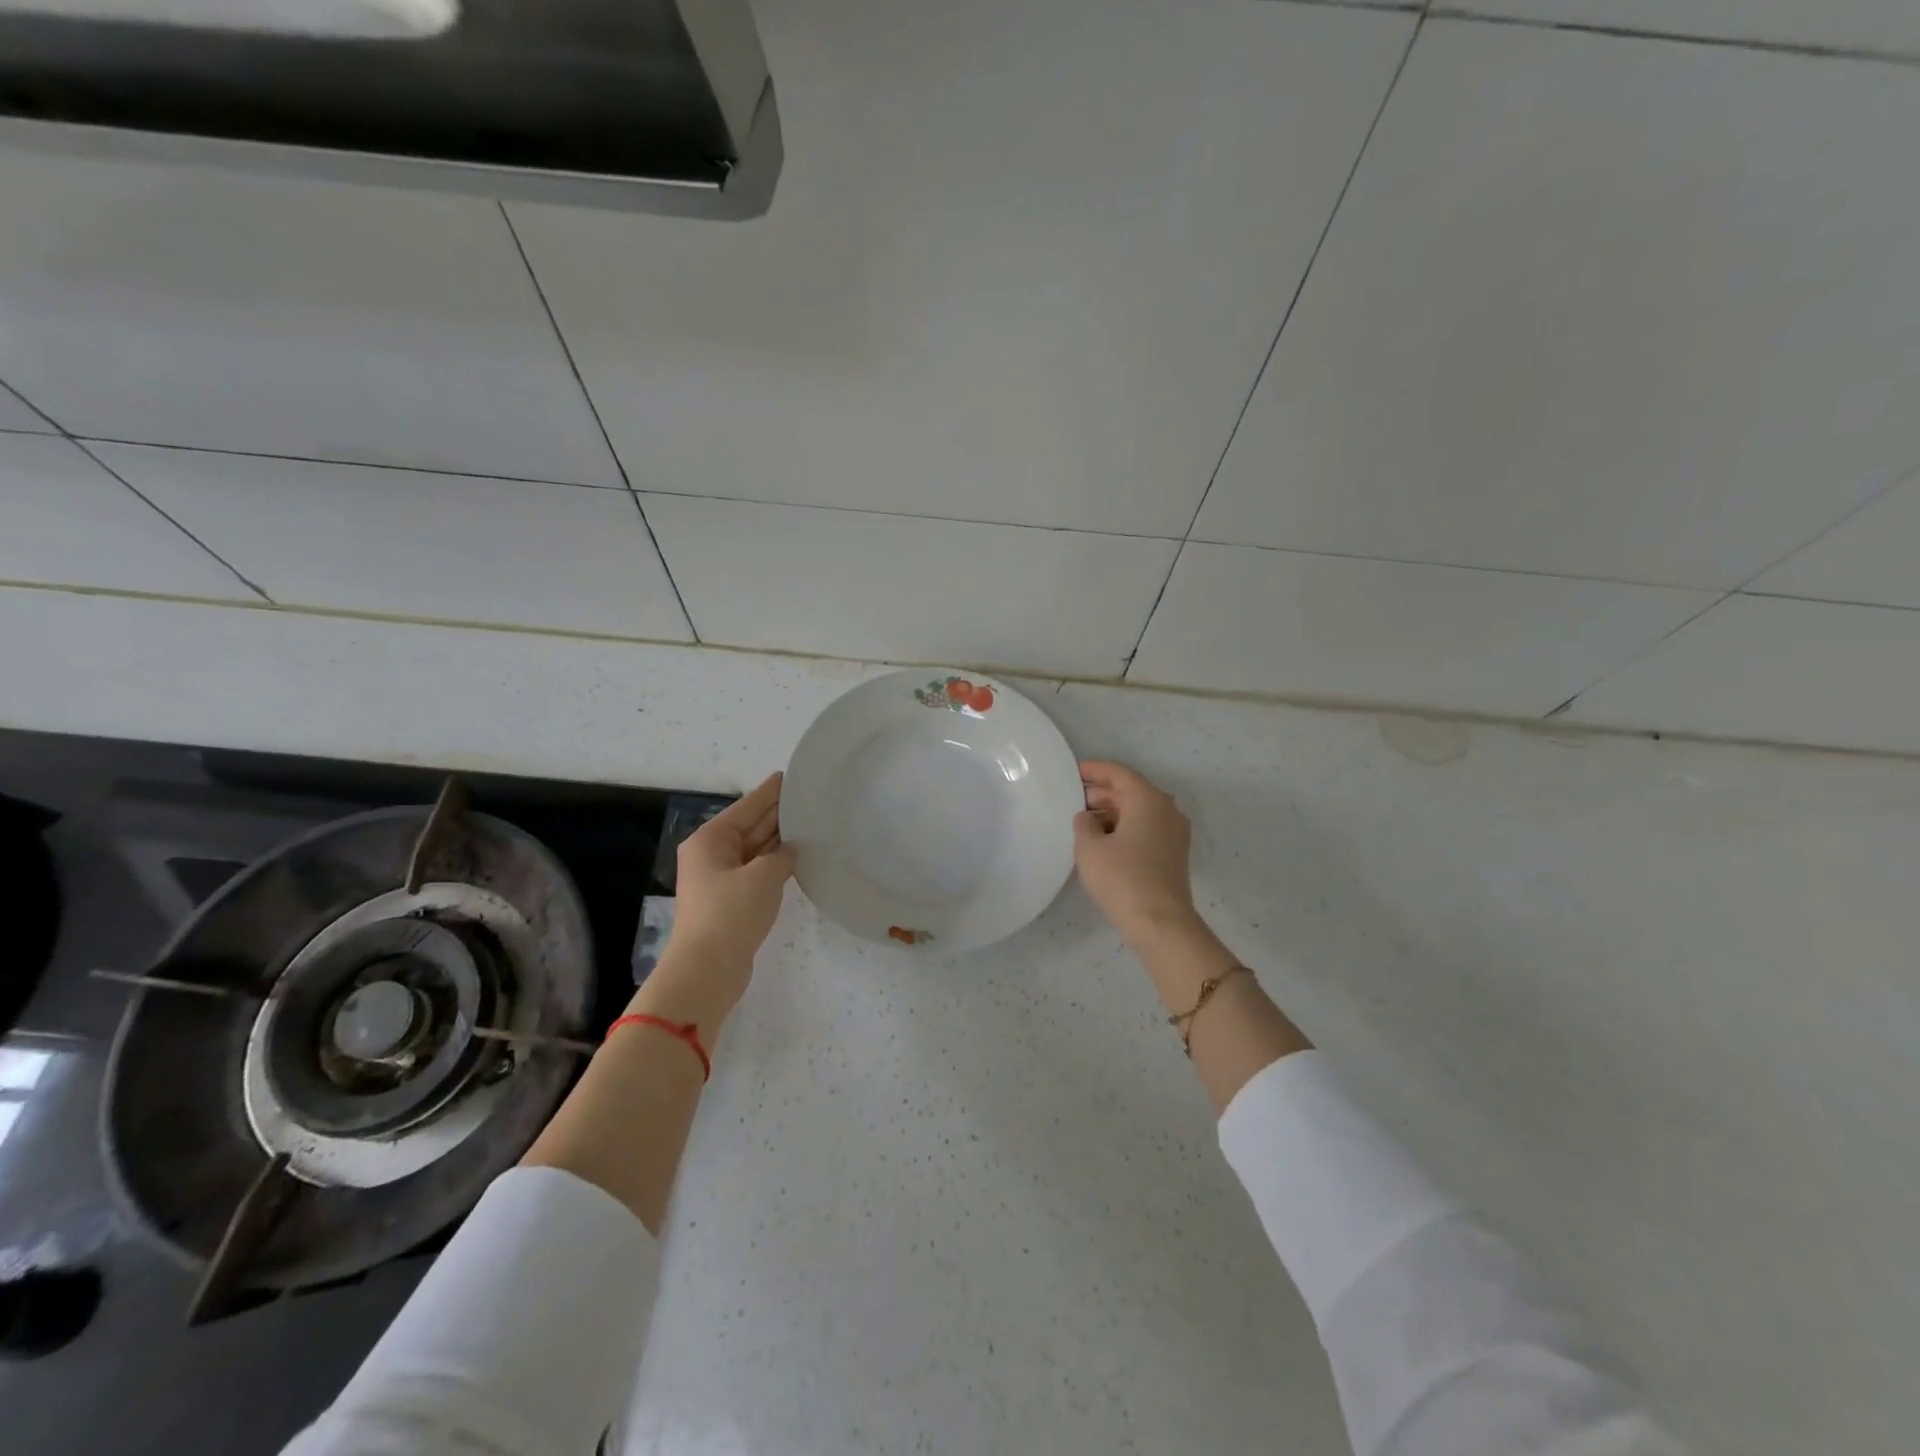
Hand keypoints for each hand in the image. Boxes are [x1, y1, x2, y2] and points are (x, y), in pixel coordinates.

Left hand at [642, 772, 796, 1026]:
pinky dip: (776, 864)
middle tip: (809, 798)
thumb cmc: (731, 914)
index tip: (791, 775)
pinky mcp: (732, 901)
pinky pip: (758, 871)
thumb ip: (783, 856)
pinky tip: (798, 858)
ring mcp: (721, 879)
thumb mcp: (763, 876)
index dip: (771, 791)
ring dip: (780, 839)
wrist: (707, 970)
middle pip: (750, 825)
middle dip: (778, 813)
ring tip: (811, 823)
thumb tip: (790, 851)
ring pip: (756, 849)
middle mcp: (713, 854)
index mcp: (711, 839)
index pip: (748, 806)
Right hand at [1073, 760, 1200, 941]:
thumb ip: (1084, 823)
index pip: (1118, 773)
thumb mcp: (1089, 847)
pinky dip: (1124, 828)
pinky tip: (1103, 842)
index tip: (1072, 772)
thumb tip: (1088, 818)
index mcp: (1148, 799)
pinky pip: (1146, 829)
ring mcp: (1174, 833)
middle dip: (1101, 793)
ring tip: (1083, 823)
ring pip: (1139, 811)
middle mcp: (1166, 809)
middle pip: (1130, 791)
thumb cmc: (1122, 878)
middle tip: (1073, 800)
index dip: (1094, 770)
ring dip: (1112, 812)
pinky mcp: (1173, 854)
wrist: (1160, 923)